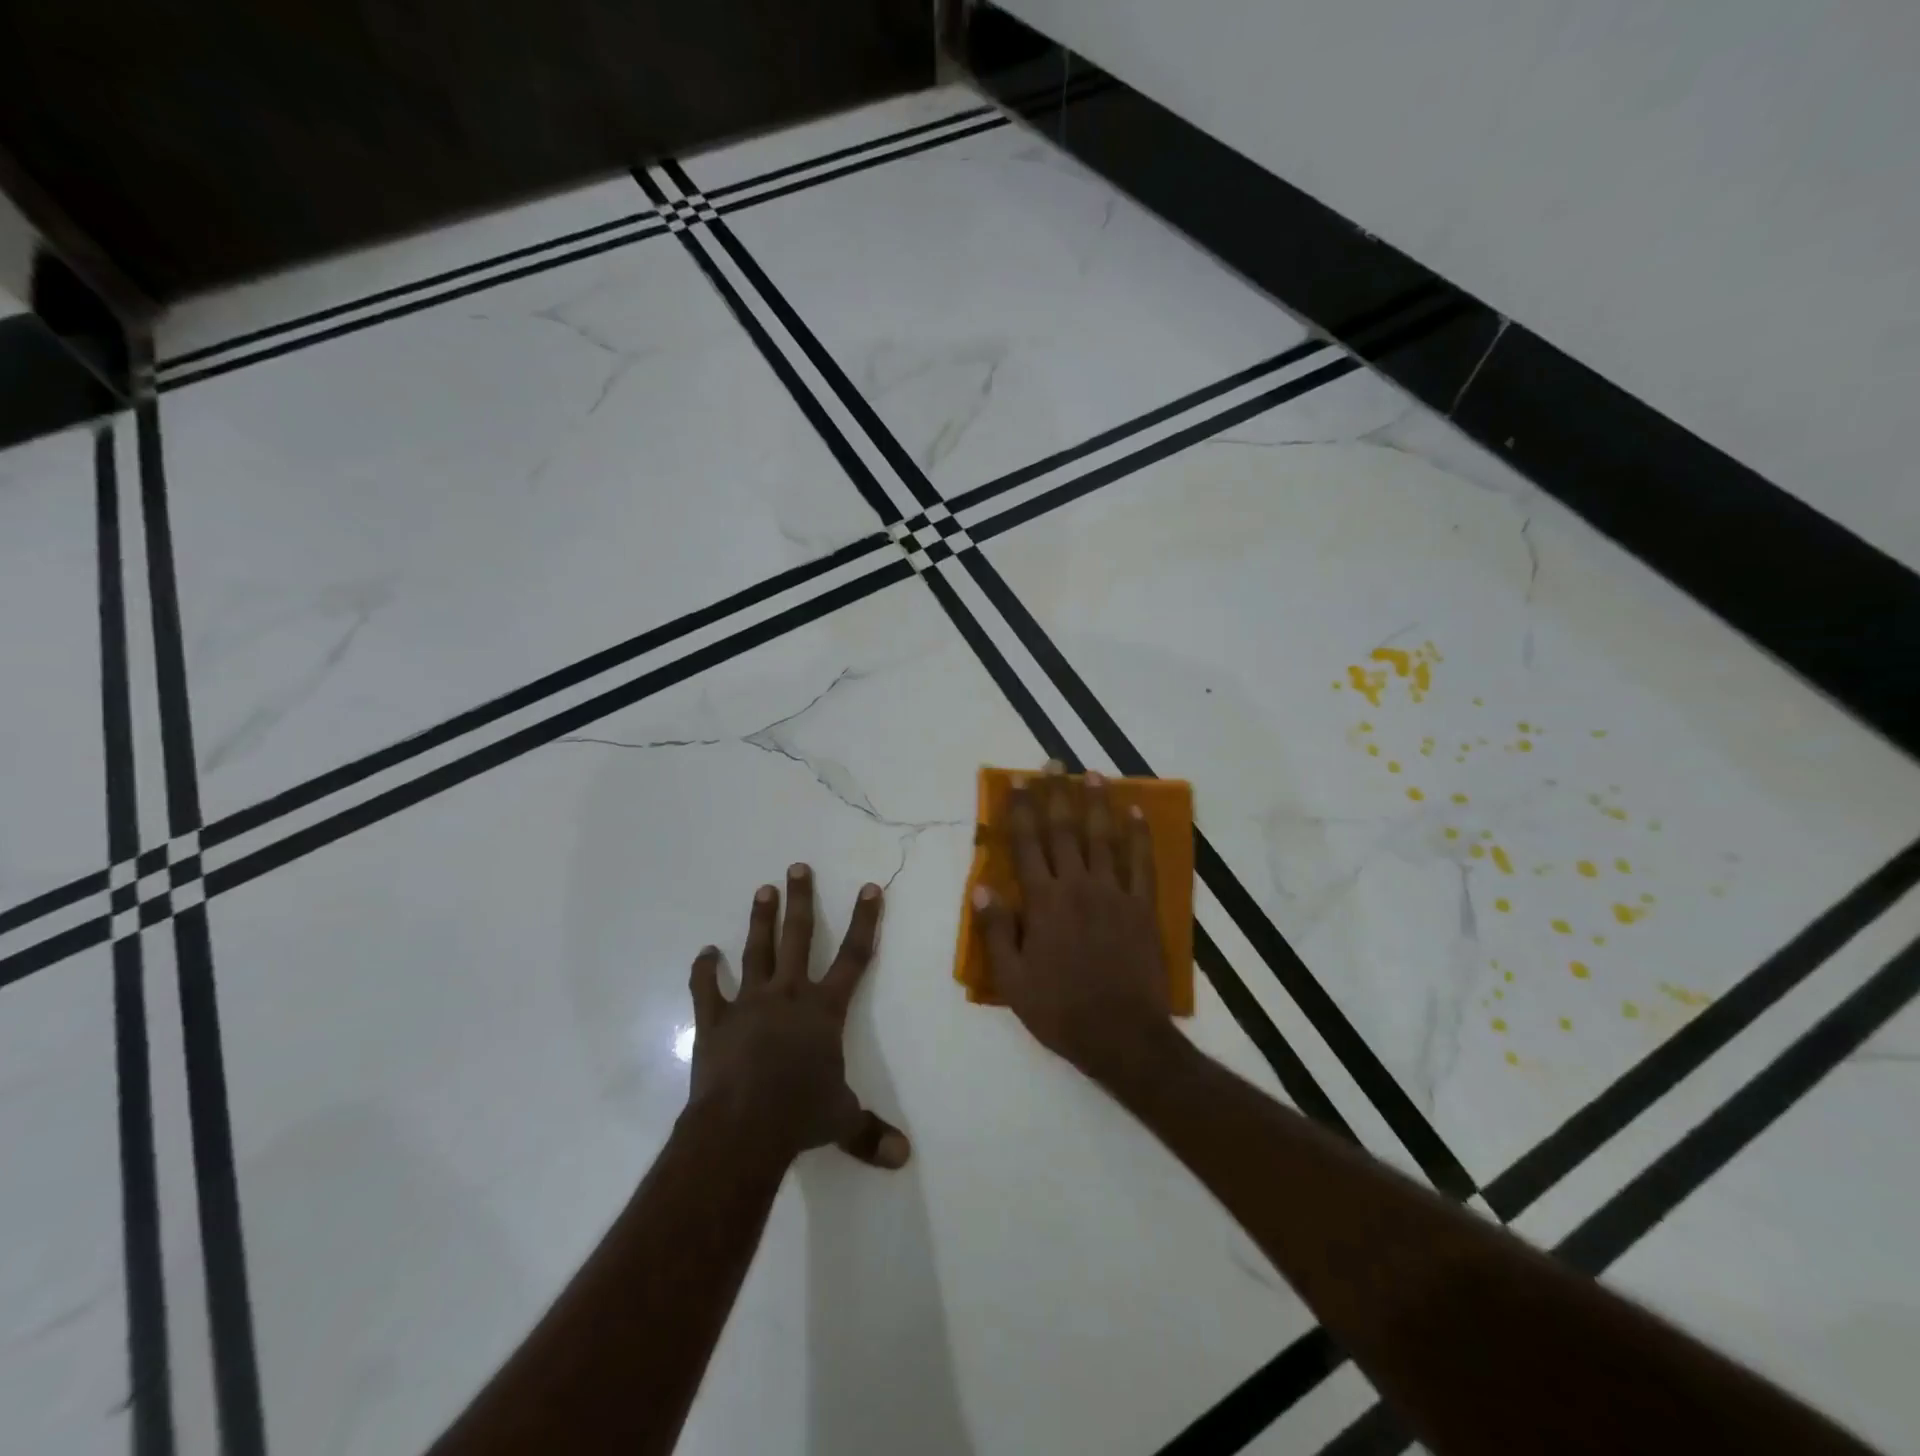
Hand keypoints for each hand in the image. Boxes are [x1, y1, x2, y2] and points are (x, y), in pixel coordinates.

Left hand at [687, 865, 909, 1169]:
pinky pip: (707, 988)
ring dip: (760, 919)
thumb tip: (904, 1158)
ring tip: (763, 890)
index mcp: (824, 1009)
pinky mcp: (715, 1020)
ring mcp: (749, 1003)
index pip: (853, 956)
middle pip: (798, 937)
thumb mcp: (841, 1121)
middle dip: (801, 900)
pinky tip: (704, 952)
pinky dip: (704, 970)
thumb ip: (871, 1132)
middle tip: (797, 867)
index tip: (868, 888)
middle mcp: (789, 994)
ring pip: (756, 950)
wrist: (741, 1127)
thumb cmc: (799, 1115)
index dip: (864, 921)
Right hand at [971, 764, 1180, 1087]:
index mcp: (1043, 902)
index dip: (1022, 809)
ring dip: (1097, 803)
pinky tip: (1137, 813)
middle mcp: (1077, 886)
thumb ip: (997, 930)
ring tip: (1092, 775)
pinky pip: (1142, 863)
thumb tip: (980, 888)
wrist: (1121, 1036)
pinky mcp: (1143, 907)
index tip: (1019, 781)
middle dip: (1057, 794)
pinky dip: (1140, 836)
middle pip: (1065, 830)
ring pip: (1104, 837)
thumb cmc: (1060, 1010)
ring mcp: (1114, 893)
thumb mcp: (1012, 979)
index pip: (1027, 844)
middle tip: (1054, 763)